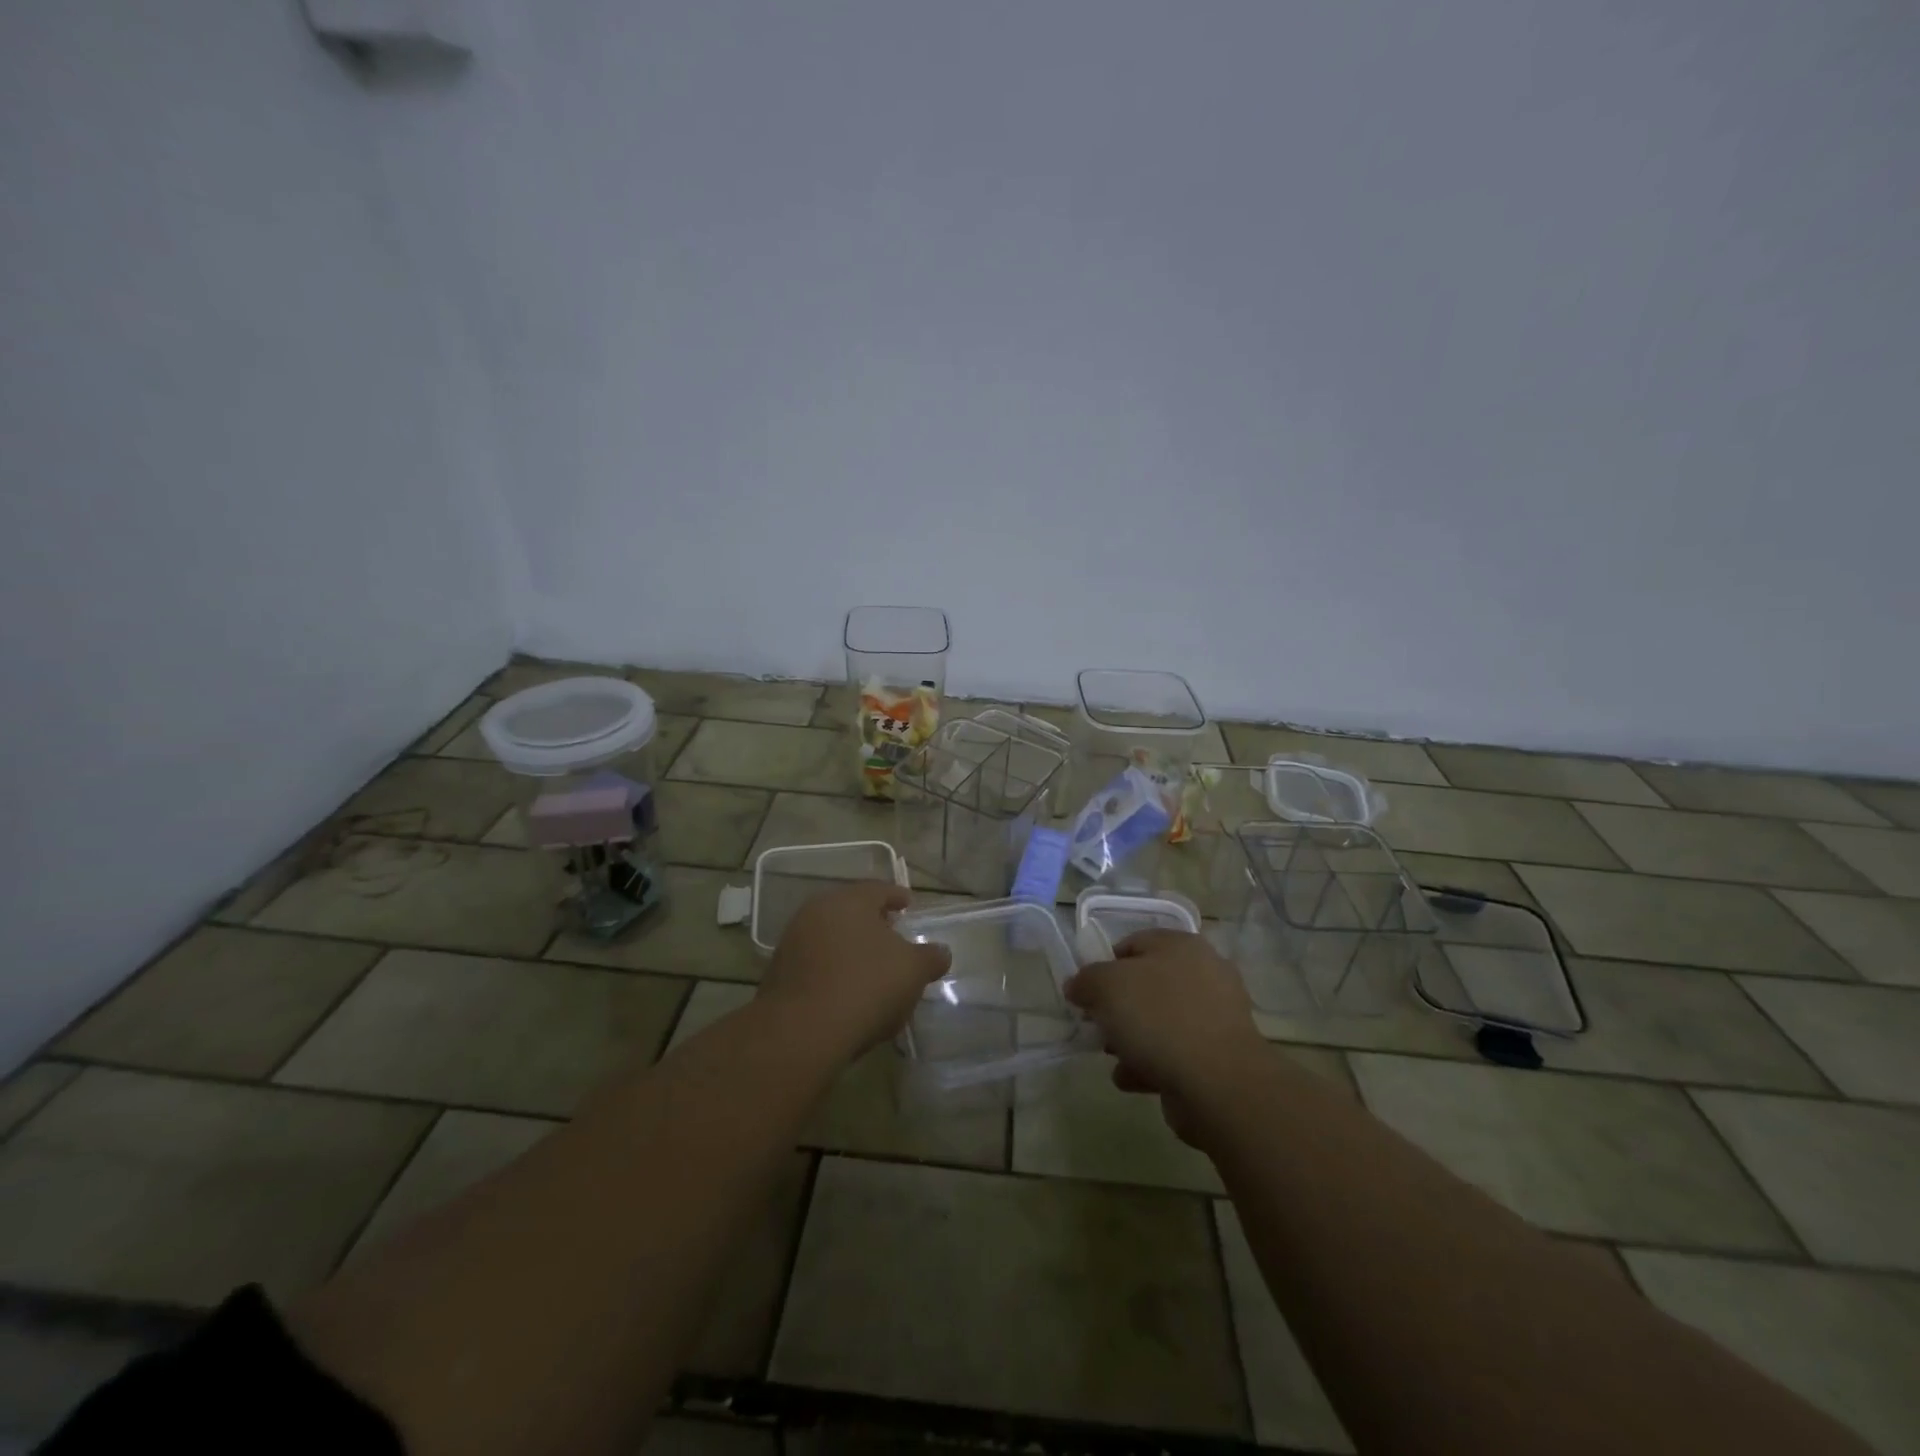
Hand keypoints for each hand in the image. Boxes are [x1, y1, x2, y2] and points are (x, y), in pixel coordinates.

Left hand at [760, 881, 950, 1061]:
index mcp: (850, 900)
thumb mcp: (912, 971)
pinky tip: (847, 992)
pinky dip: (833, 971)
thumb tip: (941, 953)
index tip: (909, 905)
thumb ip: (930, 957)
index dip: (897, 896)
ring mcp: (792, 942)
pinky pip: (815, 964)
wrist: (802, 1030)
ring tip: (871, 968)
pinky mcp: (778, 974)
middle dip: (872, 923)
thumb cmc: (866, 985)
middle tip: (892, 936)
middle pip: (851, 911)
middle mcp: (816, 911)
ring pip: (830, 937)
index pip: (878, 889)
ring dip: (850, 948)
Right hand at [1064, 929, 1266, 1144]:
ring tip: (1114, 1058)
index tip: (1087, 993)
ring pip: (1161, 1021)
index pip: (1133, 943)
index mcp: (1181, 945)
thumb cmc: (1159, 1019)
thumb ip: (1086, 980)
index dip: (1104, 965)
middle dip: (1118, 1008)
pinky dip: (1152, 1064)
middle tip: (1098, 1026)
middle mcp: (1204, 973)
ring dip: (1132, 1039)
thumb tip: (1077, 985)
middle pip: (1147, 985)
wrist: (1219, 1084)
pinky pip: (1176, 1052)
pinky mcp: (1220, 1055)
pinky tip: (1132, 1079)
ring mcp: (1216, 1015)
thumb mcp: (1106, 987)